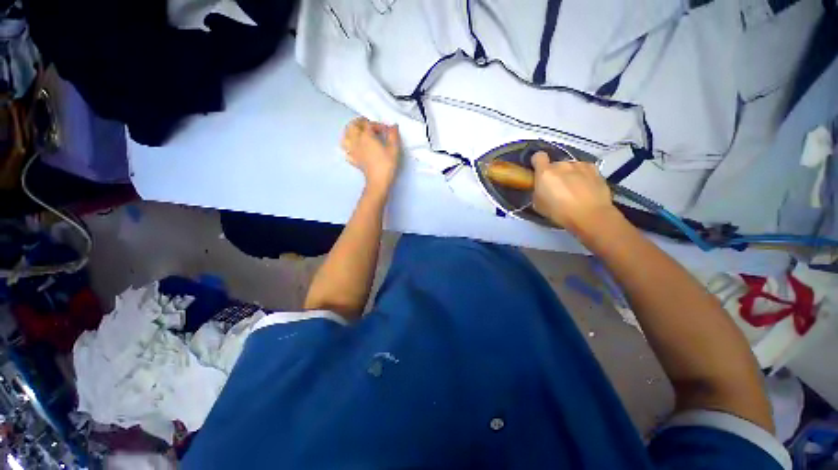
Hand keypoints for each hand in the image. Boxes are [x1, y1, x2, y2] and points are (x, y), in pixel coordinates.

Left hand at [342, 117, 399, 193]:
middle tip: (367, 124)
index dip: (378, 125)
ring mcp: (353, 151)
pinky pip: (346, 151)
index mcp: (366, 136)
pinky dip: (349, 147)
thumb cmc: (387, 164)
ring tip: (357, 133)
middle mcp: (357, 141)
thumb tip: (393, 126)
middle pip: (352, 126)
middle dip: (359, 123)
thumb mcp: (394, 149)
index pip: (369, 124)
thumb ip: (393, 135)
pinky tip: (354, 148)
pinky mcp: (353, 160)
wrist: (378, 181)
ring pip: (345, 137)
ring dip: (350, 132)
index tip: (386, 130)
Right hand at [531, 151, 617, 233]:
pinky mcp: (595, 169)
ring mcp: (580, 165)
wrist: (590, 215)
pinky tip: (585, 188)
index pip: (538, 156)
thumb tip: (540, 189)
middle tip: (557, 188)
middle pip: (555, 164)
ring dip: (569, 174)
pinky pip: (584, 169)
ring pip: (570, 167)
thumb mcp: (538, 205)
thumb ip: (537, 192)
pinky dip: (582, 176)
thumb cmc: (559, 212)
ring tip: (574, 189)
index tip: (538, 172)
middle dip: (555, 174)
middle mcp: (562, 164)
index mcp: (545, 172)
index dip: (537, 162)